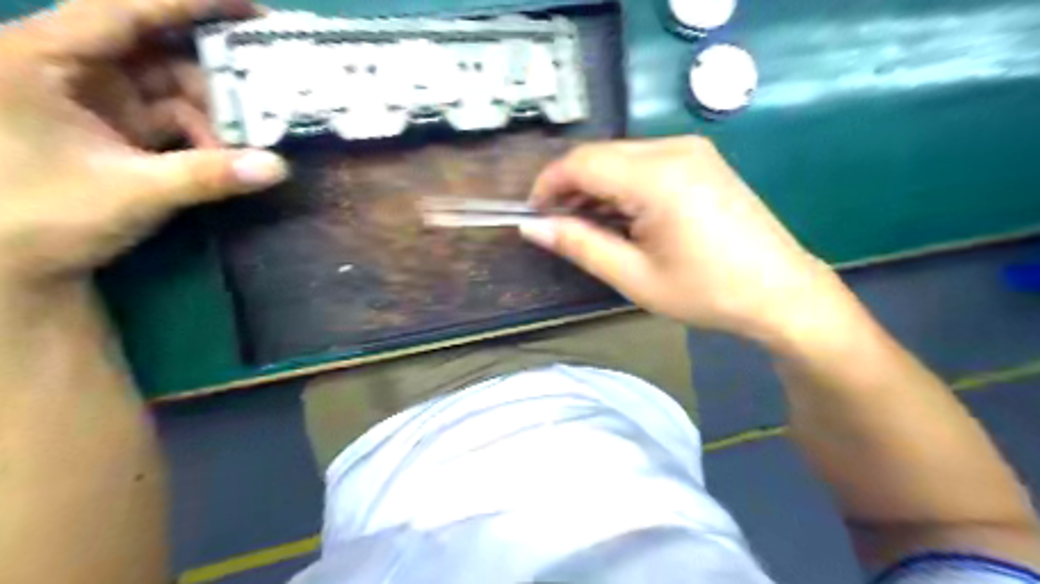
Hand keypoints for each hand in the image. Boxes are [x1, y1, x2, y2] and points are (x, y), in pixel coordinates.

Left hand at [0, 0, 284, 289]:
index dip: (187, 1)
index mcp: (42, 59)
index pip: (122, 10)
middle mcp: (69, 67)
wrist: (14, 263)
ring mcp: (94, 97)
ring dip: (215, 109)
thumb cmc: (45, 217)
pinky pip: (171, 115)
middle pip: (156, 46)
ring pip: (171, 84)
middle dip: (215, 67)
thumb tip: (279, 168)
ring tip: (254, 132)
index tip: (248, 5)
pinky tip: (227, 154)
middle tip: (268, 78)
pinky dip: (204, 132)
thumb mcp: (133, 192)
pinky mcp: (114, 125)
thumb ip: (209, 176)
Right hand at [524, 135, 839, 338]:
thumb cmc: (706, 291)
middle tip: (560, 228)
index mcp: (656, 176)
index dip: (548, 185)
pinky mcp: (701, 161)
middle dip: (571, 188)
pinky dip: (622, 186)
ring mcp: (692, 151)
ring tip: (590, 228)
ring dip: (596, 188)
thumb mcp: (633, 276)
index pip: (581, 162)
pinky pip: (645, 162)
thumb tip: (533, 227)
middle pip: (600, 155)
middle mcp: (673, 149)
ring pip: (620, 158)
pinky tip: (624, 217)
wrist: (780, 292)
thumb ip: (579, 245)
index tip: (534, 216)